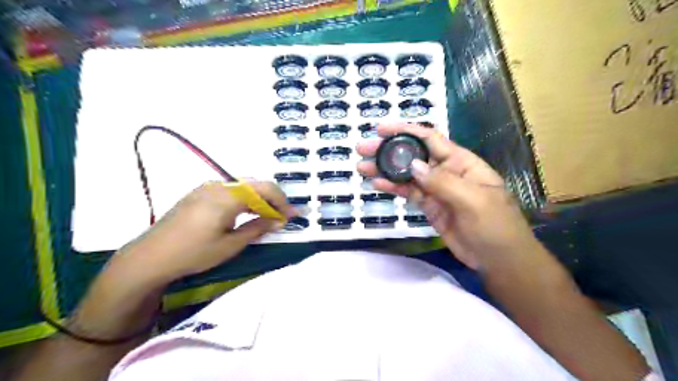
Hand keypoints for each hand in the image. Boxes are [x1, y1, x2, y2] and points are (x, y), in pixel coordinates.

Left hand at [114, 180, 293, 283]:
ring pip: (243, 187)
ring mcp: (207, 188)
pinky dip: (244, 200)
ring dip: (258, 199)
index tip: (291, 215)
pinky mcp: (199, 193)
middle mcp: (218, 185)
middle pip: (255, 184)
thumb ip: (258, 228)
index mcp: (227, 196)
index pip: (264, 188)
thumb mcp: (231, 245)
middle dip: (272, 199)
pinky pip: (230, 190)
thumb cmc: (193, 253)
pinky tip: (244, 214)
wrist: (150, 257)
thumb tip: (279, 220)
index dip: (282, 201)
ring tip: (265, 217)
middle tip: (280, 217)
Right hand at [356, 124, 541, 269]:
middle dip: (388, 150)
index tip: (381, 129)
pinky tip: (377, 183)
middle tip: (363, 149)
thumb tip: (413, 166)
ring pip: (407, 175)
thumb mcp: (473, 200)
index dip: (405, 130)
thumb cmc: (495, 225)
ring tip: (362, 166)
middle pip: (413, 155)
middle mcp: (446, 171)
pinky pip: (408, 193)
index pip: (430, 139)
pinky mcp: (429, 206)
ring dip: (385, 169)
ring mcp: (436, 190)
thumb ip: (443, 182)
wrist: (499, 259)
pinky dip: (393, 188)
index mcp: (461, 162)